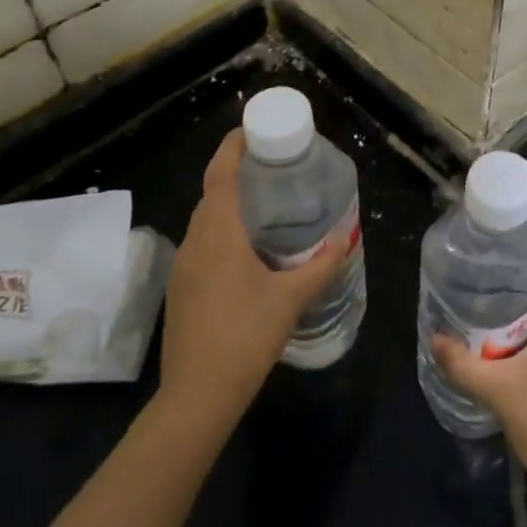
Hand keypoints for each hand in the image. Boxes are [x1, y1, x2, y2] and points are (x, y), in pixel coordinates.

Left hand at [155, 130, 345, 427]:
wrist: (197, 396)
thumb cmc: (246, 336)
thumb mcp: (291, 299)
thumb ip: (321, 266)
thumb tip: (345, 240)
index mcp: (219, 234)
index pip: (220, 174)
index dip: (232, 147)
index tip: (251, 130)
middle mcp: (195, 242)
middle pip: (211, 194)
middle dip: (236, 173)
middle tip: (271, 168)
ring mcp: (183, 267)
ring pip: (205, 221)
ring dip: (228, 204)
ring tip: (264, 204)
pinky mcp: (180, 290)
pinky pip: (201, 244)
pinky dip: (222, 231)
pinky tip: (247, 249)